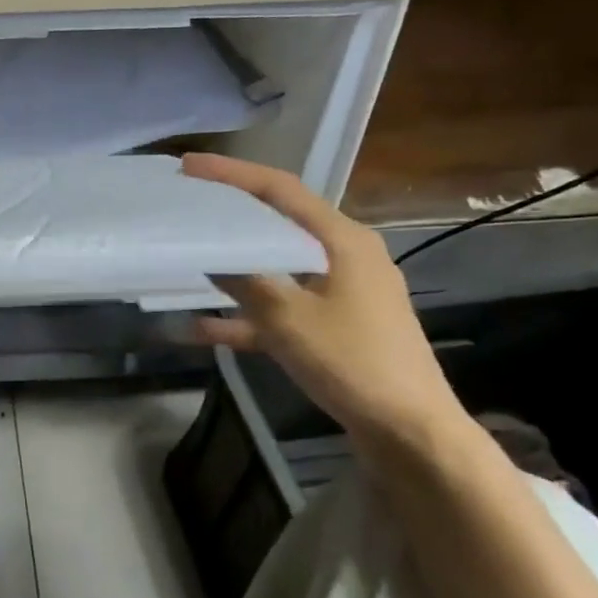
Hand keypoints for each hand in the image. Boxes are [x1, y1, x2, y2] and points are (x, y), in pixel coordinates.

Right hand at [182, 155, 466, 444]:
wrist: (409, 430)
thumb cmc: (352, 361)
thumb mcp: (287, 318)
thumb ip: (245, 280)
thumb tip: (211, 255)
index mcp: (342, 240)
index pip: (281, 190)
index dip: (232, 174)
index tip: (189, 166)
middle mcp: (344, 256)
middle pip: (278, 223)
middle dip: (230, 216)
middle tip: (188, 205)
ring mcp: (341, 292)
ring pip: (276, 266)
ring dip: (234, 266)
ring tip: (189, 258)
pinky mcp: (334, 325)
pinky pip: (281, 308)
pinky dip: (247, 314)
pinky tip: (201, 327)